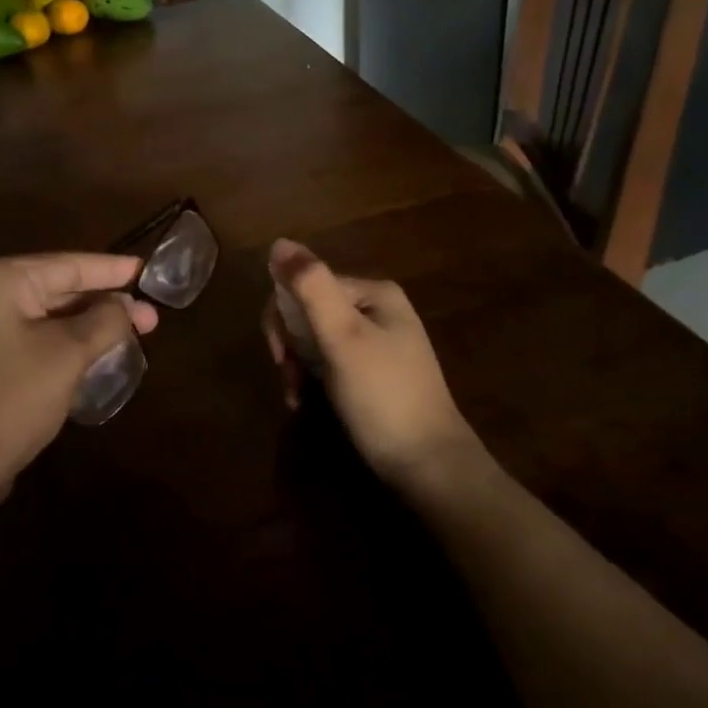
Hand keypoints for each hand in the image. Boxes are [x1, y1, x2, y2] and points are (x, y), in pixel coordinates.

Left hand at [0, 253, 157, 499]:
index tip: (147, 269)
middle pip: (57, 288)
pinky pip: (34, 337)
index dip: (112, 270)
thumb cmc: (11, 400)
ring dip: (89, 325)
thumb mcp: (67, 355)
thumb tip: (127, 305)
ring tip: (135, 333)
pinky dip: (66, 342)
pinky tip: (98, 352)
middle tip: (151, 316)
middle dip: (105, 303)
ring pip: (47, 316)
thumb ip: (104, 321)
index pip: (67, 265)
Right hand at [261, 239, 480, 490]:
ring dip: (295, 365)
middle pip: (308, 310)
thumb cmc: (383, 396)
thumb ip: (311, 288)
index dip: (282, 318)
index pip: (306, 285)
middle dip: (288, 344)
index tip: (279, 357)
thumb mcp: (343, 338)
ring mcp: (375, 341)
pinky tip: (305, 401)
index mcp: (373, 292)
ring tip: (296, 396)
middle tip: (287, 379)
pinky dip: (310, 379)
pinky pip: (328, 361)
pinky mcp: (371, 371)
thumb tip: (278, 242)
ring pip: (313, 338)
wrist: (429, 465)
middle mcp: (376, 308)